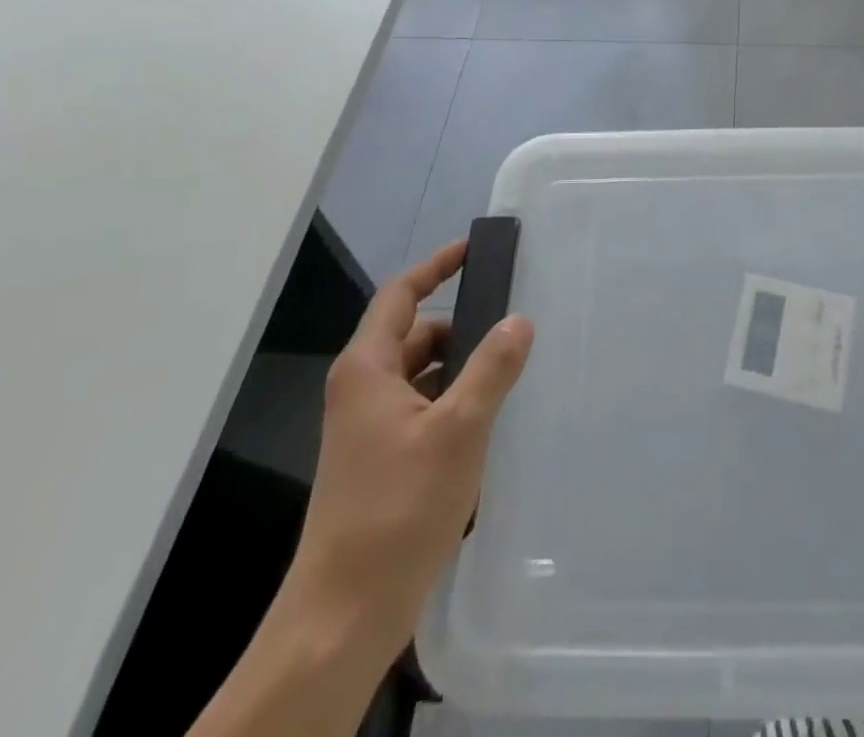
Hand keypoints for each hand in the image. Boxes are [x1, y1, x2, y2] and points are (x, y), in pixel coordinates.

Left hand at [287, 239, 534, 661]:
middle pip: (416, 334)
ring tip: (513, 368)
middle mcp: (362, 389)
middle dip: (463, 325)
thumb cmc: (398, 508)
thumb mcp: (458, 429)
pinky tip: (491, 418)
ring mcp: (368, 427)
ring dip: (462, 366)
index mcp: (368, 368)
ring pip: (422, 374)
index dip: (437, 265)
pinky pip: (422, 408)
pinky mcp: (380, 459)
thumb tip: (520, 320)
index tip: (475, 248)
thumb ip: (492, 368)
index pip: (401, 294)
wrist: (344, 614)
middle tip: (515, 321)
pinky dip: (454, 400)